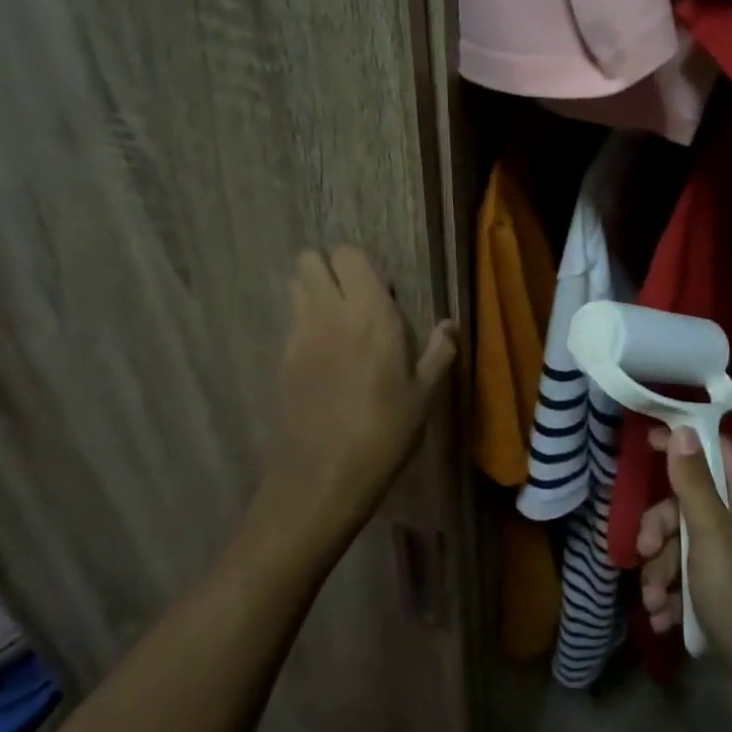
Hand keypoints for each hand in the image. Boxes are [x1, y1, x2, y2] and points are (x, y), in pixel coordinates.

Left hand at [252, 247, 456, 559]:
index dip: (362, 265)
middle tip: (354, 297)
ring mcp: (299, 336)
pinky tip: (326, 358)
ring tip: (339, 323)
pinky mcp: (282, 360)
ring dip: (314, 291)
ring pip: (296, 287)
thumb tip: (449, 326)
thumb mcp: (424, 395)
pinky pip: (292, 322)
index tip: (381, 290)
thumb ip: (438, 352)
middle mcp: (328, 314)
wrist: (324, 476)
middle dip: (329, 268)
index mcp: (370, 314)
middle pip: (310, 260)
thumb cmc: (385, 432)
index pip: (348, 256)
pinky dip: (306, 323)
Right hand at [636, 427, 731, 714]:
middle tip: (644, 550)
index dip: (684, 443)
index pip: (720, 452)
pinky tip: (663, 620)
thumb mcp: (713, 539)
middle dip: (663, 527)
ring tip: (652, 601)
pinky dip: (676, 596)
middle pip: (696, 503)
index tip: (644, 441)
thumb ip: (694, 484)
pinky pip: (696, 581)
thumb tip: (683, 429)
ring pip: (690, 545)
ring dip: (663, 570)